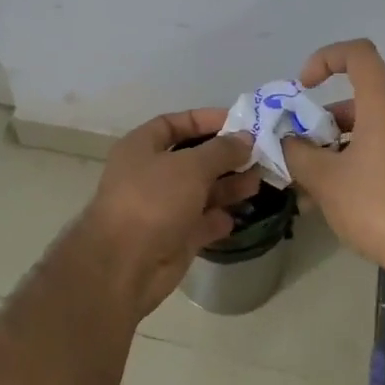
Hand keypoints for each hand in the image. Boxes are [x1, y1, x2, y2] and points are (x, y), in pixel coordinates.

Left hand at [57, 109, 259, 320]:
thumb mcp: (191, 166)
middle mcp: (150, 174)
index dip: (205, 120)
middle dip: (224, 156)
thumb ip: (221, 150)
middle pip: (192, 158)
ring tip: (258, 182)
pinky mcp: (173, 238)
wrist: (125, 264)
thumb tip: (245, 138)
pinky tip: (237, 216)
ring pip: (200, 191)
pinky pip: (200, 222)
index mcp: (141, 147)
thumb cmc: (154, 200)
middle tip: (259, 155)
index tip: (240, 122)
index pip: (174, 123)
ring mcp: (161, 208)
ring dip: (227, 186)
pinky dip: (217, 219)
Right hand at [279, 40, 384, 286]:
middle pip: (358, 100)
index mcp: (384, 106)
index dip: (326, 59)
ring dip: (334, 149)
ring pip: (367, 132)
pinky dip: (354, 165)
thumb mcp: (324, 179)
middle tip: (296, 149)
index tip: (304, 88)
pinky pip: (381, 154)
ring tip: (307, 184)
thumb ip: (297, 152)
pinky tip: (332, 201)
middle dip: (321, 121)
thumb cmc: (379, 206)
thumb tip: (287, 141)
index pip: (358, 54)